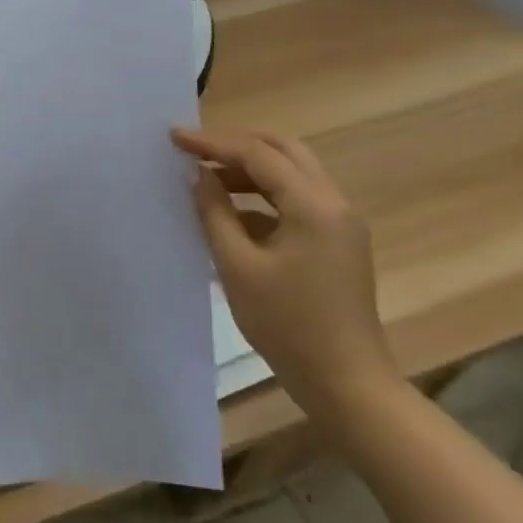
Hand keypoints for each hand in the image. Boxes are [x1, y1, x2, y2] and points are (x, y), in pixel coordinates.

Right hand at [171, 127, 397, 420]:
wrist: (348, 385)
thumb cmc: (288, 325)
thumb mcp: (238, 266)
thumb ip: (215, 212)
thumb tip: (199, 175)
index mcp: (313, 205)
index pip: (257, 154)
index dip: (212, 143)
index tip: (174, 138)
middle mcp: (334, 203)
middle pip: (283, 151)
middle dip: (237, 146)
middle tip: (195, 151)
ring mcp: (340, 224)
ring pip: (292, 174)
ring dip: (250, 170)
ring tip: (207, 180)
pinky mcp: (337, 243)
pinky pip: (297, 201)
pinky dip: (263, 196)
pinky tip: (232, 215)